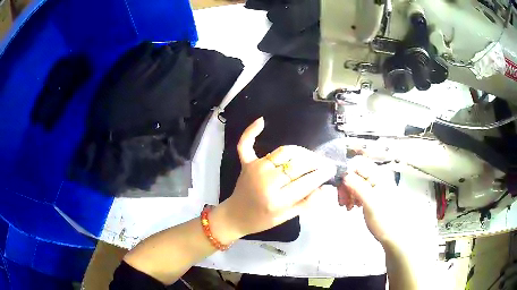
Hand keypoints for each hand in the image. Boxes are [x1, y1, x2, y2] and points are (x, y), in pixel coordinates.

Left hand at [216, 117, 336, 238]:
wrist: (235, 216)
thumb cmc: (262, 220)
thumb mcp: (287, 217)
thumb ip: (307, 203)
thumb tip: (325, 188)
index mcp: (277, 200)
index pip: (307, 182)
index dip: (322, 174)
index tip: (332, 169)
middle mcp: (267, 181)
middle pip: (298, 164)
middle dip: (315, 162)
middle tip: (323, 163)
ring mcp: (255, 169)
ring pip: (285, 151)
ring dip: (301, 152)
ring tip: (310, 157)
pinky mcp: (246, 162)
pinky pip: (247, 143)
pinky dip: (252, 131)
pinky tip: (262, 121)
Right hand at [338, 156, 404, 246]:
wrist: (393, 235)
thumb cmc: (384, 220)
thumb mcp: (370, 203)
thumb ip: (357, 186)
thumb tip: (344, 174)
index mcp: (379, 175)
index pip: (358, 164)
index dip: (346, 173)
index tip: (340, 188)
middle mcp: (378, 177)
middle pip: (355, 172)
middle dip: (346, 185)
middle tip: (342, 200)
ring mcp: (376, 185)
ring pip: (355, 181)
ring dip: (348, 192)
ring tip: (347, 205)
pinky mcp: (373, 193)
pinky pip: (358, 189)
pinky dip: (352, 196)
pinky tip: (352, 206)